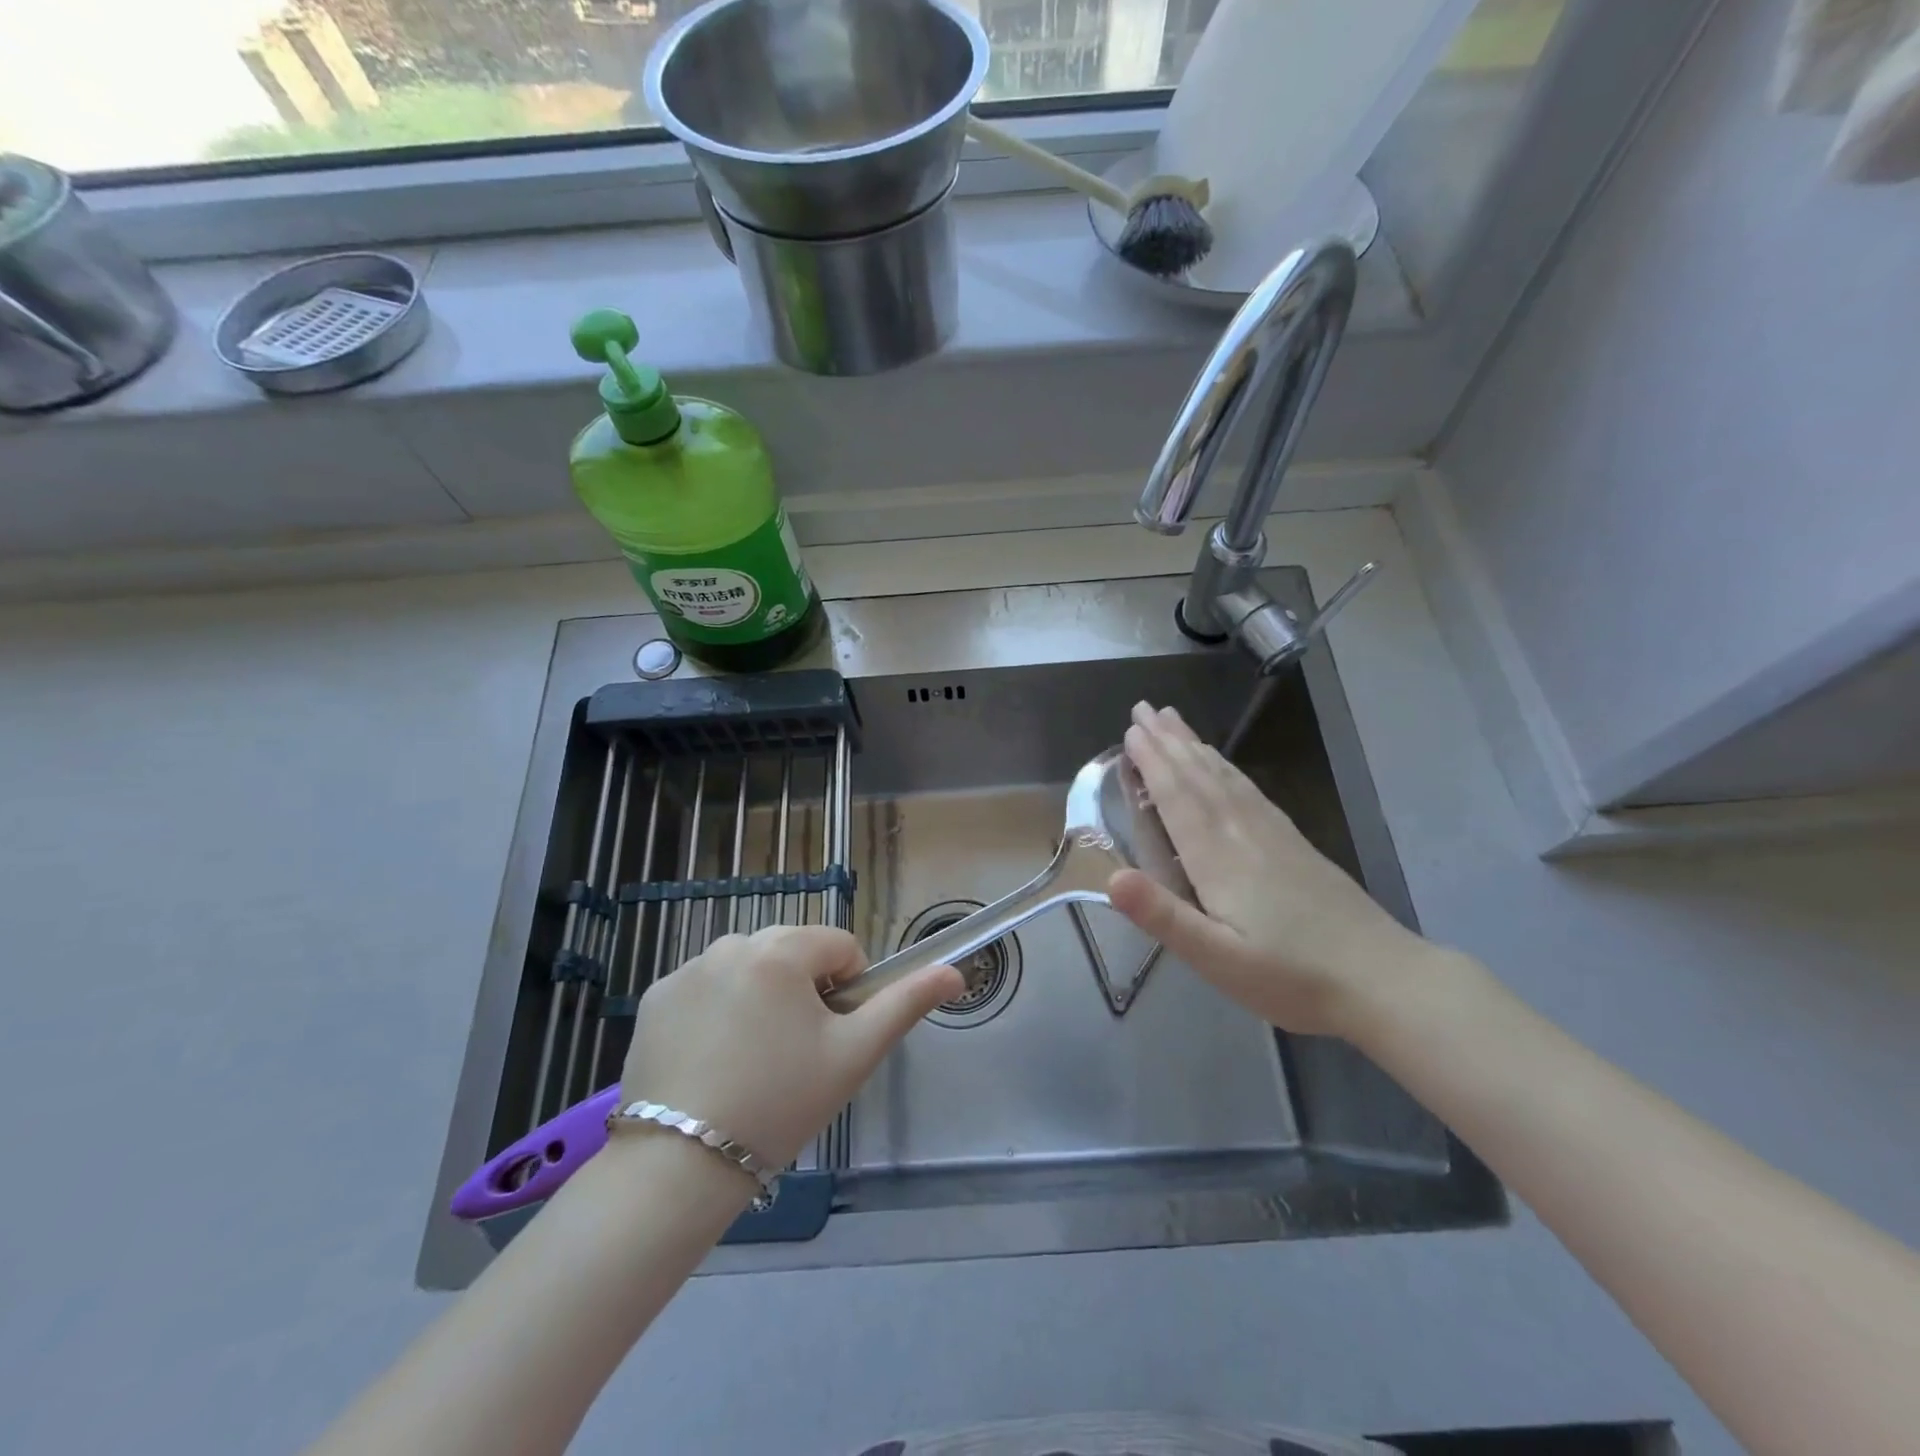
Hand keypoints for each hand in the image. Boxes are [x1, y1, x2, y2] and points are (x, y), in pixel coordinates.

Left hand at [618, 925, 963, 1168]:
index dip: (848, 990)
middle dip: (804, 989)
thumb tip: (953, 971)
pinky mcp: (655, 997)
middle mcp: (731, 943)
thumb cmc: (781, 1103)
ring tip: (752, 1059)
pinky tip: (712, 1060)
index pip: (840, 946)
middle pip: (793, 951)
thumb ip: (905, 1003)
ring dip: (762, 995)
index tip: (831, 1038)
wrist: (679, 1166)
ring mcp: (687, 969)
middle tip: (794, 1053)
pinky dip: (718, 1010)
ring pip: (750, 967)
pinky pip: (707, 987)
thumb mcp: (854, 1055)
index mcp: (782, 950)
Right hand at [1108, 701, 1428, 1036]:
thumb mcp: (1218, 959)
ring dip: (1195, 746)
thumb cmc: (1291, 976)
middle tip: (1143, 707)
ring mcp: (1273, 834)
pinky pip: (1250, 790)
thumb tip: (1110, 878)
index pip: (1178, 797)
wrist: (1383, 979)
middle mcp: (1243, 833)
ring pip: (1225, 777)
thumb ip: (1163, 917)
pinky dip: (1227, 769)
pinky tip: (1224, 765)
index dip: (1152, 762)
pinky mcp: (1293, 842)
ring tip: (1175, 720)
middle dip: (1168, 741)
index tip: (1131, 729)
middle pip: (1199, 776)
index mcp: (1218, 858)